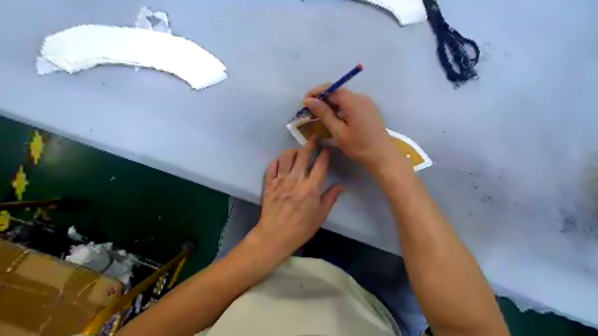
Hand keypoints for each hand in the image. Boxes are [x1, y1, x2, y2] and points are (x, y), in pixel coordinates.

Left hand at [252, 137, 342, 260]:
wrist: (275, 236)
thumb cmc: (301, 228)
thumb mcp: (321, 215)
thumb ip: (331, 197)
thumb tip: (342, 185)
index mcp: (311, 187)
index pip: (320, 164)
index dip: (325, 154)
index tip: (327, 149)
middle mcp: (296, 179)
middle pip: (303, 155)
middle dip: (310, 143)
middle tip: (314, 137)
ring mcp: (281, 180)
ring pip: (286, 157)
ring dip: (293, 150)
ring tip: (297, 151)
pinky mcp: (269, 183)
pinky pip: (272, 166)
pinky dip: (277, 161)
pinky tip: (281, 162)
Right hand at [304, 84, 401, 173]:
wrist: (383, 156)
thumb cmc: (359, 147)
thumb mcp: (339, 132)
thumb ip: (324, 114)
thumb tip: (309, 100)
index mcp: (353, 102)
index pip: (331, 88)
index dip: (316, 92)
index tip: (304, 102)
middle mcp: (361, 97)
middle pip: (338, 91)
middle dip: (322, 98)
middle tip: (309, 111)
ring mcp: (366, 103)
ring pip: (344, 97)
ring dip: (330, 103)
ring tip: (319, 115)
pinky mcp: (369, 109)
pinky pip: (351, 103)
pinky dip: (339, 107)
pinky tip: (334, 117)